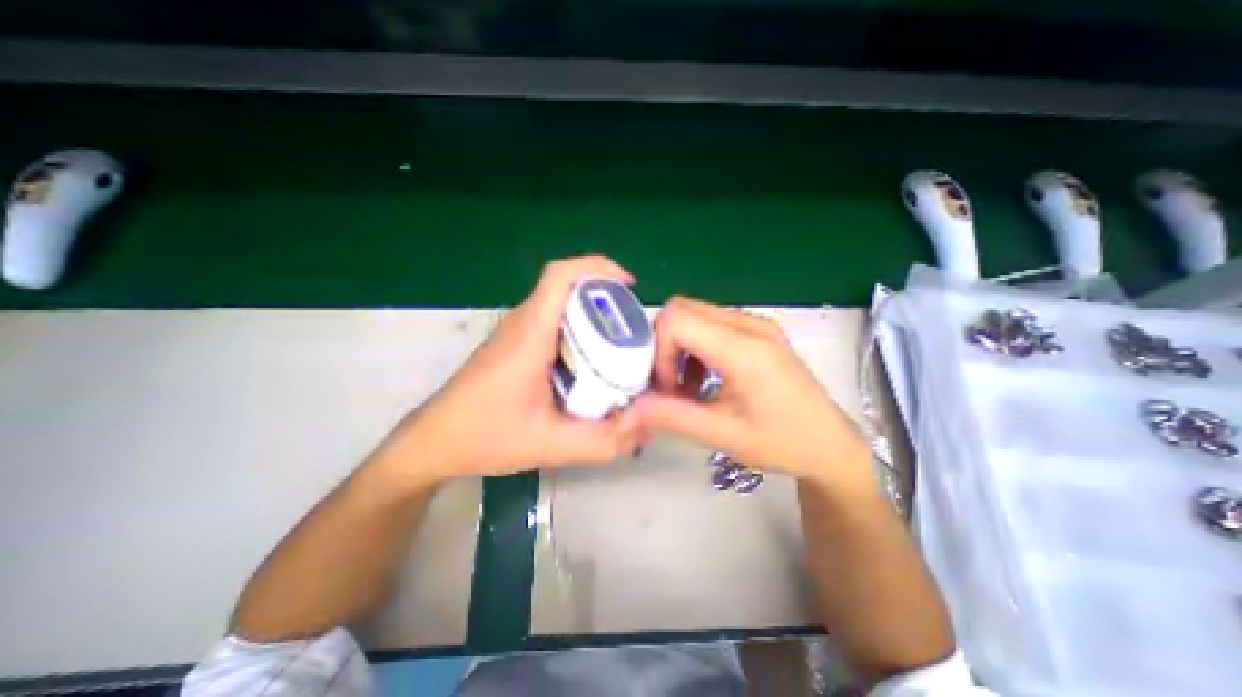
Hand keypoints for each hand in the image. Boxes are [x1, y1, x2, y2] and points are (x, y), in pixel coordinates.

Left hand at [384, 256, 646, 484]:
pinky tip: (590, 362)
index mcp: (530, 334)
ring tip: (619, 343)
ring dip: (592, 314)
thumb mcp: (550, 444)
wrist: (433, 442)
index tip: (629, 284)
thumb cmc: (484, 436)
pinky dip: (577, 330)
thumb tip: (644, 428)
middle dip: (605, 297)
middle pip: (567, 287)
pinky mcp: (514, 344)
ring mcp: (515, 332)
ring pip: (560, 305)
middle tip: (633, 326)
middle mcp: (522, 323)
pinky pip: (552, 322)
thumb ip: (602, 441)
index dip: (598, 267)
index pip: (560, 276)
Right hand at [636, 294, 864, 482]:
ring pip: (693, 314)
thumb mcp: (723, 435)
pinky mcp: (756, 331)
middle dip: (663, 345)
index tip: (666, 387)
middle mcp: (749, 324)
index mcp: (744, 348)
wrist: (830, 444)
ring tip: (686, 385)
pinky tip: (703, 378)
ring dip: (678, 347)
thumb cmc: (782, 443)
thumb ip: (672, 417)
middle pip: (681, 309)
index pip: (677, 319)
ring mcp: (755, 324)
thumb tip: (630, 408)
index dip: (658, 350)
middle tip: (669, 385)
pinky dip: (694, 347)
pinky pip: (710, 323)